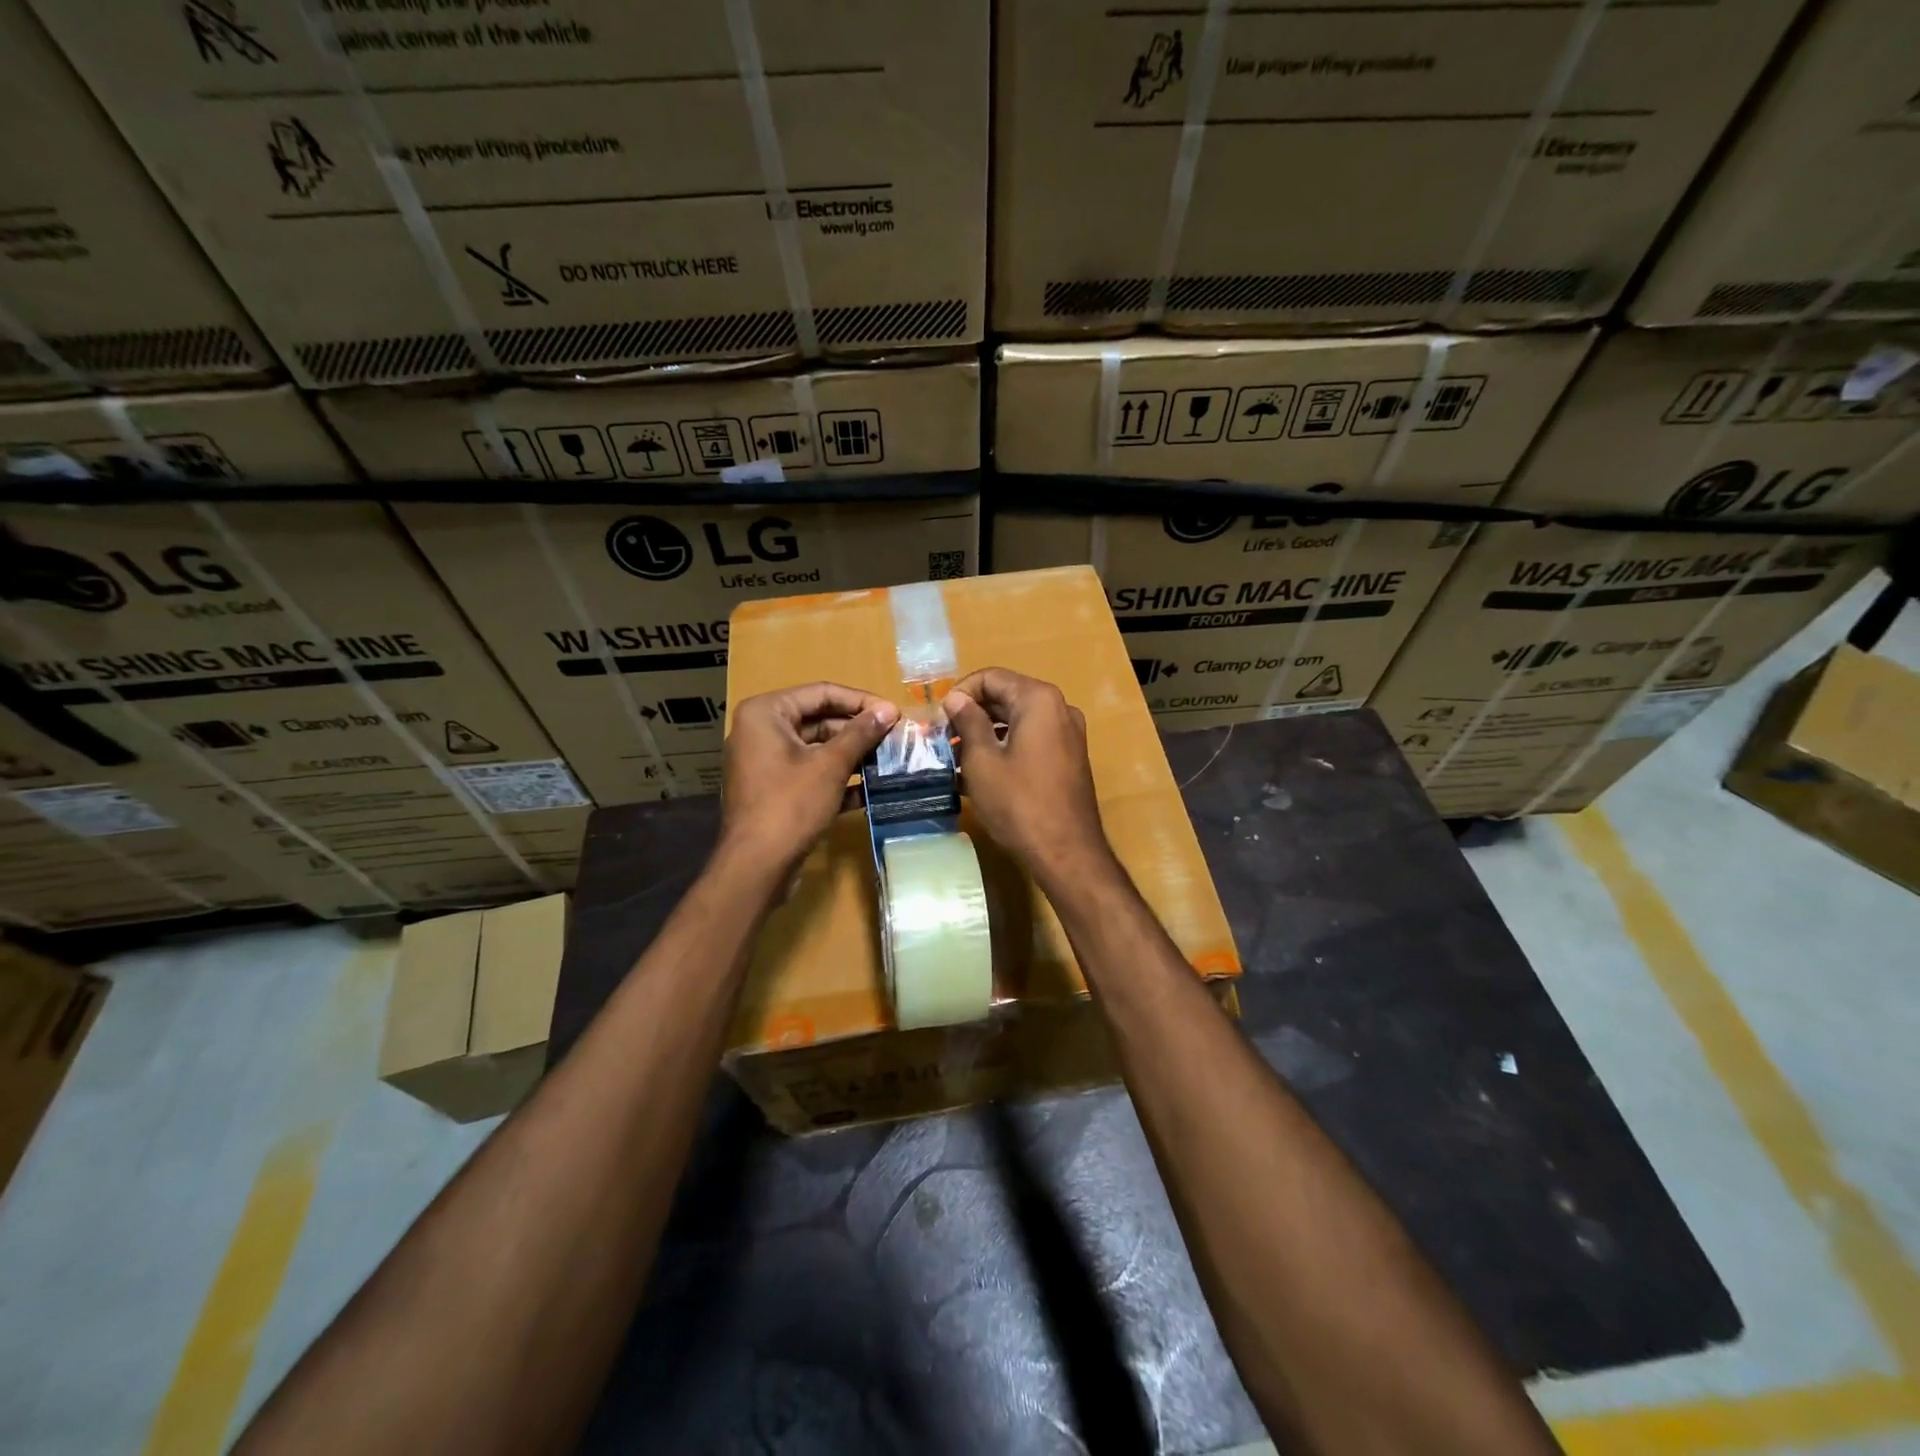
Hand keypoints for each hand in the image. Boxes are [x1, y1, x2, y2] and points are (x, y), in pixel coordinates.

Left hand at [721, 683, 898, 876]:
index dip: (860, 701)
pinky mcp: (774, 791)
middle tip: (895, 738)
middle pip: (818, 719)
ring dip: (851, 755)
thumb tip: (888, 710)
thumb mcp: (831, 765)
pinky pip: (810, 773)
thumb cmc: (791, 805)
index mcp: (766, 713)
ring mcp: (765, 763)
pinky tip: (869, 790)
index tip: (893, 713)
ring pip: (816, 749)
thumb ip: (860, 734)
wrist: (756, 867)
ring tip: (888, 761)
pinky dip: (837, 778)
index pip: (821, 693)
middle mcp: (761, 732)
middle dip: (857, 730)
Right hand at [943, 668, 1113, 889]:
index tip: (938, 718)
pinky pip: (1031, 740)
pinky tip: (979, 772)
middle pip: (1006, 696)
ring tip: (955, 756)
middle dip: (972, 713)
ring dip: (986, 732)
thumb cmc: (1018, 803)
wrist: (1066, 852)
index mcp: (1038, 699)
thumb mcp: (982, 760)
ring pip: (1018, 720)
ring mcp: (1068, 734)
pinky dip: (1005, 747)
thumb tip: (955, 698)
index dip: (960, 692)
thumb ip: (967, 721)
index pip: (991, 677)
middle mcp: (1059, 708)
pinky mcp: (1068, 758)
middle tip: (942, 737)